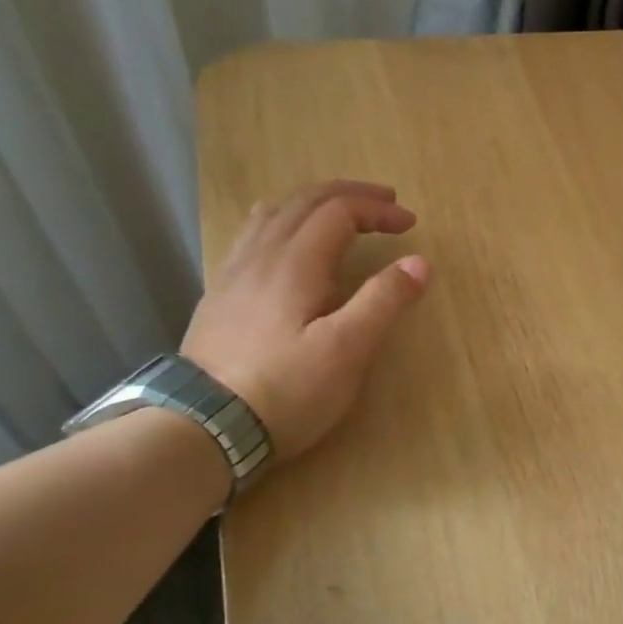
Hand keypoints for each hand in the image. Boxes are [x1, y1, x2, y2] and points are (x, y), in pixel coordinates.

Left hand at [181, 179, 429, 459]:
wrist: (203, 428)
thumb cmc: (286, 389)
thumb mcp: (347, 349)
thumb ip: (384, 301)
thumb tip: (419, 263)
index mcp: (295, 262)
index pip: (340, 211)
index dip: (378, 210)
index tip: (410, 224)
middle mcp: (261, 255)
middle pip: (305, 202)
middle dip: (350, 195)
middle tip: (386, 203)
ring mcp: (234, 274)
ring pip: (274, 214)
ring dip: (315, 203)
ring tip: (341, 213)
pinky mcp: (220, 296)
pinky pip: (252, 236)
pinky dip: (282, 221)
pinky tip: (284, 242)